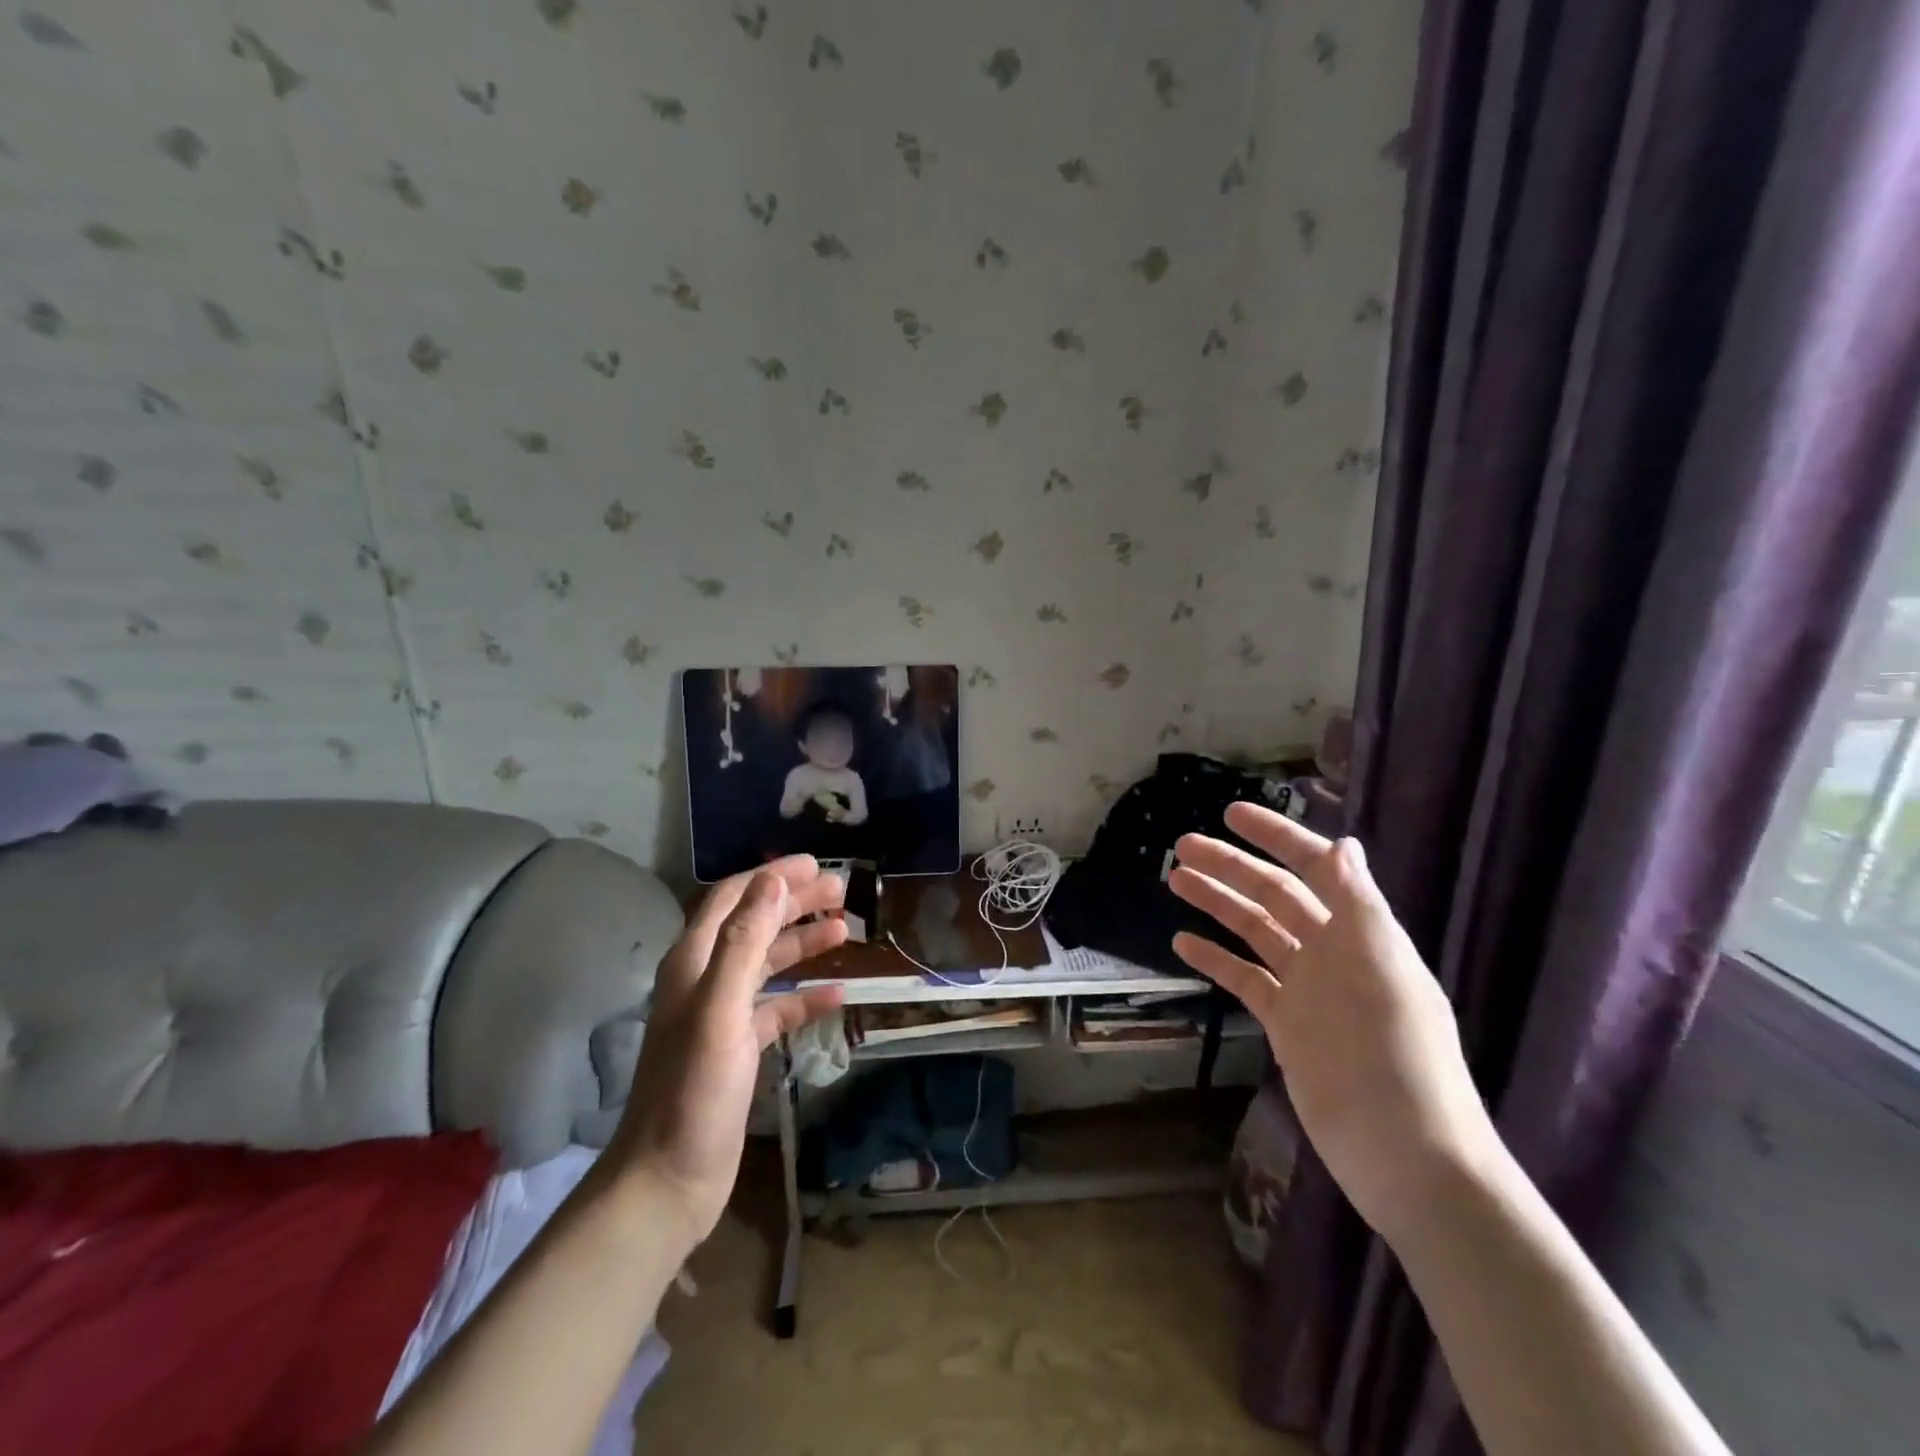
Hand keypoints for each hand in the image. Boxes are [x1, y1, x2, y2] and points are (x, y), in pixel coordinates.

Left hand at [601, 858, 847, 1247]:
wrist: (668, 1181)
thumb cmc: (694, 1091)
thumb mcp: (721, 1009)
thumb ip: (745, 941)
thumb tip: (772, 880)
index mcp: (693, 963)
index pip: (733, 899)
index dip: (772, 877)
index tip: (816, 864)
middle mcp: (705, 981)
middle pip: (754, 925)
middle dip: (794, 903)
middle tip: (841, 891)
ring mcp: (721, 1016)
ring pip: (767, 964)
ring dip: (802, 943)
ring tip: (844, 929)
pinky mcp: (737, 1049)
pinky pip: (776, 1009)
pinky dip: (804, 996)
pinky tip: (836, 993)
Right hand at [1169, 804, 1499, 1243]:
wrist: (1404, 1154)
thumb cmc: (1399, 1056)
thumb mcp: (1384, 971)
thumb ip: (1360, 906)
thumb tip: (1344, 844)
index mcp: (1361, 933)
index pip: (1314, 869)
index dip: (1276, 837)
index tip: (1231, 814)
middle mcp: (1332, 952)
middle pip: (1274, 895)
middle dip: (1231, 867)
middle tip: (1182, 845)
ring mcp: (1306, 989)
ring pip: (1254, 931)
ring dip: (1217, 903)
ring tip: (1174, 879)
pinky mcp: (1285, 1024)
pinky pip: (1244, 978)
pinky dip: (1215, 957)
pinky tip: (1182, 942)